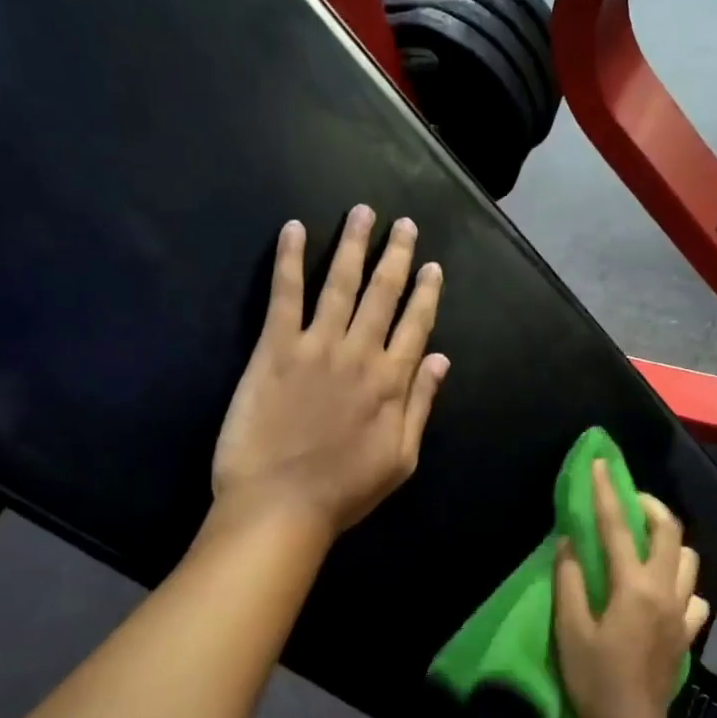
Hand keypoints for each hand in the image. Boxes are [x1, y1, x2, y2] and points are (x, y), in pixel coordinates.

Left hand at [212, 206, 447, 542]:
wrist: (281, 503)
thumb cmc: (345, 491)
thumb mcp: (400, 460)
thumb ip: (420, 406)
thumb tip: (440, 360)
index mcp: (392, 383)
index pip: (416, 325)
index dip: (426, 293)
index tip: (432, 267)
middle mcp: (361, 353)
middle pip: (383, 294)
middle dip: (396, 256)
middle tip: (403, 225)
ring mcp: (317, 346)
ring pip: (341, 284)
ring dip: (354, 245)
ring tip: (363, 213)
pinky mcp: (276, 348)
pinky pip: (286, 294)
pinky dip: (291, 259)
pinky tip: (296, 229)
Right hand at [554, 461, 709, 717]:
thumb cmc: (593, 681)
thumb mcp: (569, 630)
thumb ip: (570, 580)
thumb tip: (570, 542)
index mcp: (633, 587)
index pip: (618, 527)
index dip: (607, 491)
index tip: (600, 464)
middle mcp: (665, 591)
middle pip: (670, 531)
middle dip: (650, 505)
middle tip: (628, 499)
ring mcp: (681, 611)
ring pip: (690, 558)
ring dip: (669, 540)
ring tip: (645, 542)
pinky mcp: (686, 632)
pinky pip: (694, 593)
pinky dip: (680, 580)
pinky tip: (662, 588)